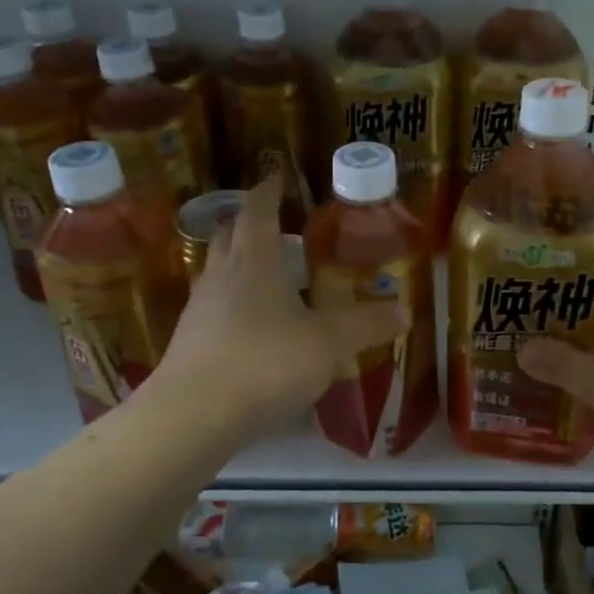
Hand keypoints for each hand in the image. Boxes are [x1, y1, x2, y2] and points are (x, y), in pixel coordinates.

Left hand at [150, 175, 403, 432]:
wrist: (192, 416)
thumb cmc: (265, 364)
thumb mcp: (328, 344)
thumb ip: (365, 325)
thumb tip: (404, 310)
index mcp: (255, 262)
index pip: (257, 211)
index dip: (268, 191)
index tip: (276, 177)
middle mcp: (222, 276)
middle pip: (229, 234)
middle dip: (249, 221)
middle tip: (274, 221)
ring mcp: (199, 308)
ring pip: (216, 269)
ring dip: (237, 260)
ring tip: (264, 268)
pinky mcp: (189, 340)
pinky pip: (212, 304)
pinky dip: (231, 298)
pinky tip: (249, 321)